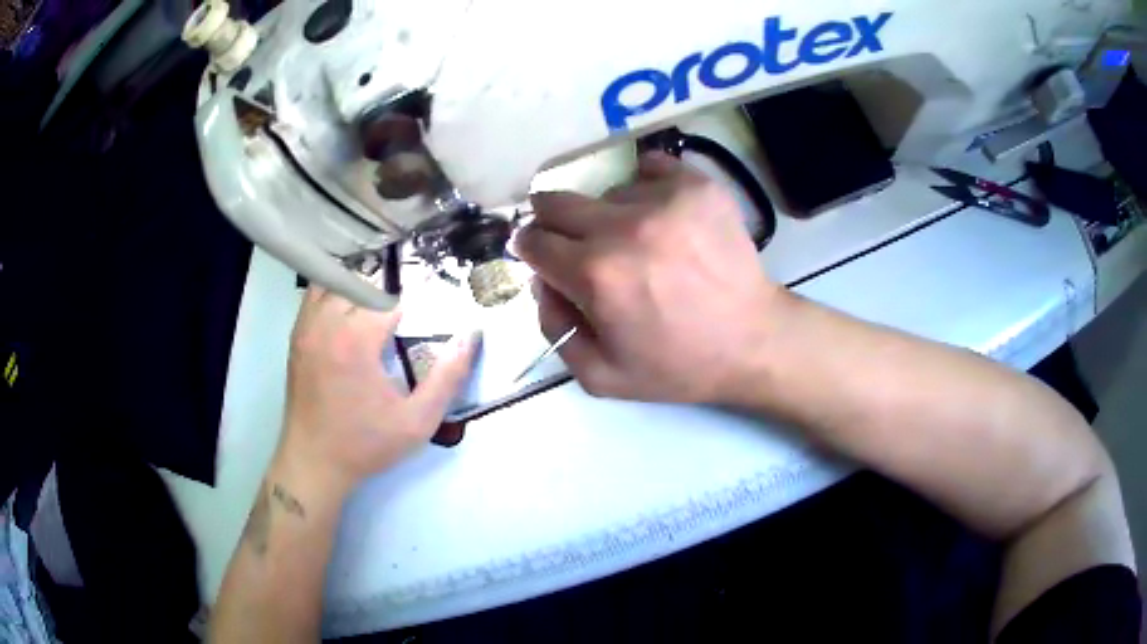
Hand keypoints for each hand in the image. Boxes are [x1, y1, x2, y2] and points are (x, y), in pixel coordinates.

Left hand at [277, 288, 477, 492]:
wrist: (314, 462)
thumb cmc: (366, 444)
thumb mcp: (417, 421)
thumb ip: (447, 378)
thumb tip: (470, 337)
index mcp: (357, 340)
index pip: (391, 297)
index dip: (416, 300)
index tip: (431, 307)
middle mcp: (328, 324)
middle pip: (363, 283)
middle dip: (388, 291)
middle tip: (407, 310)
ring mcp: (307, 327)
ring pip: (336, 282)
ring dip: (360, 287)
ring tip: (378, 305)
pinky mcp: (297, 336)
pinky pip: (314, 295)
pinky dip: (334, 293)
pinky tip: (349, 311)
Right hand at [515, 152, 782, 404]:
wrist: (753, 341)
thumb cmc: (679, 364)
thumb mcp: (602, 376)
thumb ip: (554, 329)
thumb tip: (541, 281)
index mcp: (595, 275)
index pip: (533, 241)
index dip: (531, 248)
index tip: (543, 255)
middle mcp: (622, 227)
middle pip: (556, 201)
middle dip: (552, 221)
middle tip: (574, 239)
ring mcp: (664, 199)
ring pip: (606, 192)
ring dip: (609, 213)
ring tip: (639, 240)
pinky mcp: (697, 185)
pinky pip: (650, 167)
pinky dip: (646, 186)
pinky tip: (660, 213)